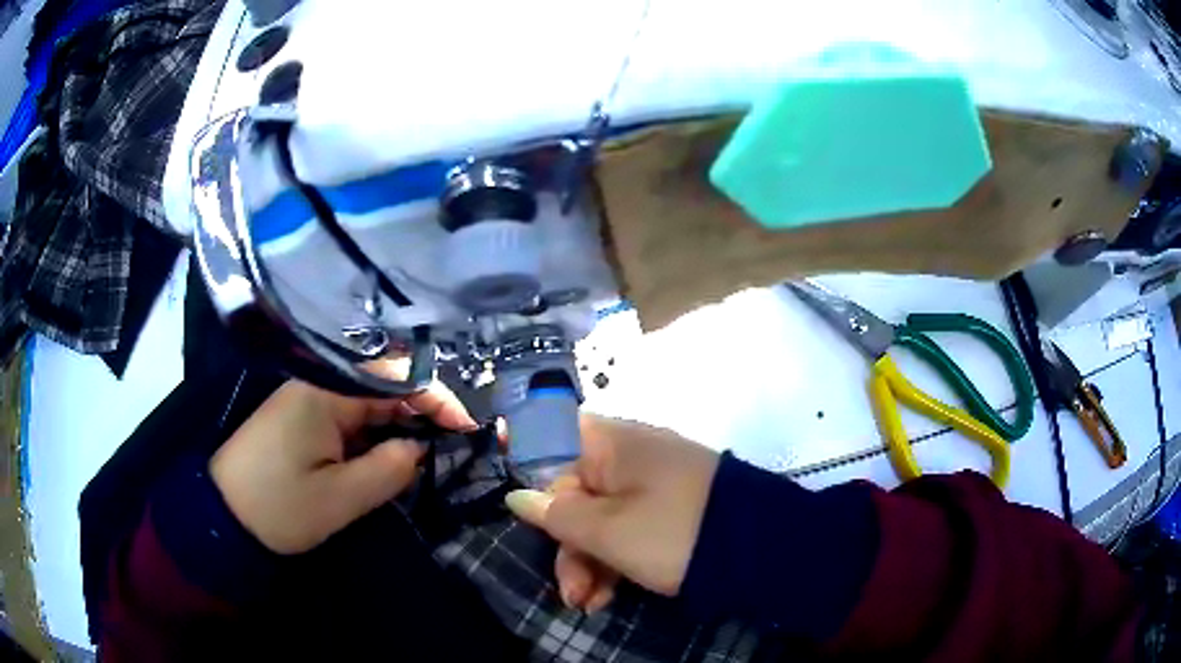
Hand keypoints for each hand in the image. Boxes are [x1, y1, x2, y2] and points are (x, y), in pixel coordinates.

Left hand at [210, 378, 475, 553]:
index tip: (470, 427)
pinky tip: (396, 453)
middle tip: (461, 441)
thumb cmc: (279, 507)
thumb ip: (390, 469)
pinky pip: (350, 419)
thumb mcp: (340, 498)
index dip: (437, 399)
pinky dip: (378, 435)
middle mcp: (318, 385)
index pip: (395, 379)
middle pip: (384, 386)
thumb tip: (422, 449)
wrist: (223, 519)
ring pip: (369, 404)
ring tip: (439, 448)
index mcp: (325, 391)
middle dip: (425, 411)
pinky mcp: (303, 420)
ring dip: (403, 424)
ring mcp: (309, 401)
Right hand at [505, 415, 719, 610]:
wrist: (760, 549)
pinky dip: (615, 559)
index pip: (553, 439)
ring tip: (588, 604)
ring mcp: (652, 484)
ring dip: (589, 562)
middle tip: (570, 593)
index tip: (523, 510)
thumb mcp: (607, 531)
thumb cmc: (671, 532)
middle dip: (567, 546)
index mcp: (611, 444)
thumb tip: (518, 495)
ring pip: (601, 517)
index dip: (530, 469)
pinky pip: (628, 527)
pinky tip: (608, 595)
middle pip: (575, 494)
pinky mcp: (670, 510)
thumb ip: (557, 514)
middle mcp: (629, 456)